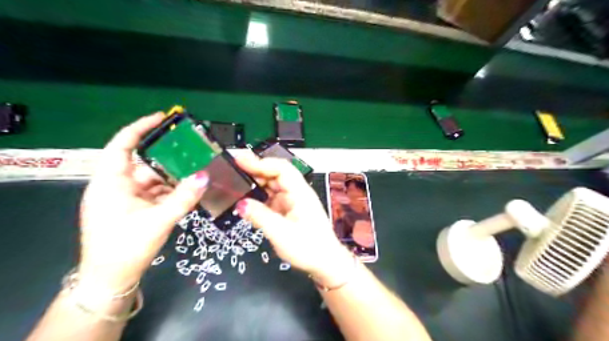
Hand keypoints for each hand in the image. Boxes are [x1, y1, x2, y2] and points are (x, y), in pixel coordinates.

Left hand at [77, 114, 207, 294]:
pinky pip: (154, 193)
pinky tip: (187, 192)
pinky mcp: (132, 209)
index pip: (122, 145)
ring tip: (197, 173)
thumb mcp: (159, 220)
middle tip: (193, 152)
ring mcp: (124, 198)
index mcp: (110, 182)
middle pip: (143, 163)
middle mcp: (115, 186)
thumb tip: (205, 176)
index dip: (140, 128)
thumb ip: (184, 197)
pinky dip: (170, 192)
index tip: (162, 118)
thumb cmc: (126, 247)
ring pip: (152, 180)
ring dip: (173, 179)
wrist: (110, 280)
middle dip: (168, 159)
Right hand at [235, 156, 355, 286]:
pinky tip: (248, 201)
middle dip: (255, 171)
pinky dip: (260, 198)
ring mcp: (294, 201)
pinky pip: (273, 199)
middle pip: (276, 175)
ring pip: (273, 187)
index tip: (239, 161)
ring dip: (257, 185)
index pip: (281, 168)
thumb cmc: (308, 248)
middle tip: (232, 171)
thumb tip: (240, 203)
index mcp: (300, 192)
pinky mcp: (290, 211)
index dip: (260, 162)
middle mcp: (298, 193)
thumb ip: (260, 216)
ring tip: (236, 184)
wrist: (325, 263)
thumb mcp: (281, 233)